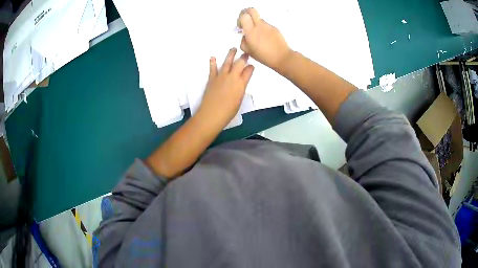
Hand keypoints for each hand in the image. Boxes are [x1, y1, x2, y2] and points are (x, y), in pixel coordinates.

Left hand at [198, 48, 253, 126]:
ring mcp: (221, 76)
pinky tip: (213, 57)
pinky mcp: (212, 79)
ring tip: (233, 48)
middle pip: (239, 63)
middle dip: (243, 57)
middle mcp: (232, 77)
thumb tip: (240, 84)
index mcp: (241, 83)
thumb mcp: (239, 100)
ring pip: (227, 62)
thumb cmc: (228, 111)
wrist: (212, 114)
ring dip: (230, 54)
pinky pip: (213, 69)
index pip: (249, 71)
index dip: (251, 67)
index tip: (252, 65)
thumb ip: (240, 89)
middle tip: (245, 53)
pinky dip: (213, 62)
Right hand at [237, 8, 291, 70]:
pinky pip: (266, 25)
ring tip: (258, 36)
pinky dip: (263, 29)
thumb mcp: (248, 51)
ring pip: (259, 19)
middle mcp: (259, 26)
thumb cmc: (264, 56)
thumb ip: (243, 41)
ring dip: (255, 23)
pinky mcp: (274, 28)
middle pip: (251, 10)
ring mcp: (268, 26)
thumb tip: (245, 36)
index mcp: (251, 32)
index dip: (240, 19)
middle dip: (246, 12)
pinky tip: (266, 39)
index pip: (244, 16)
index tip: (241, 26)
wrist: (282, 57)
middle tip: (245, 20)